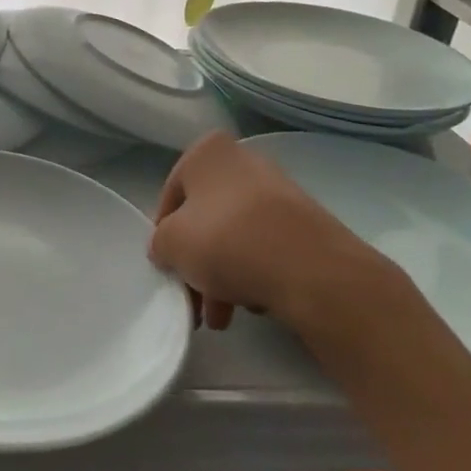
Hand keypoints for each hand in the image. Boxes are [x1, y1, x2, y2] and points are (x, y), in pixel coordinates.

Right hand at [150, 132, 401, 331]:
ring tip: (223, 318)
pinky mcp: (305, 221)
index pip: (171, 196)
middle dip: (197, 263)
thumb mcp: (170, 243)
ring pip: (235, 234)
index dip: (164, 236)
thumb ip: (160, 243)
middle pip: (205, 217)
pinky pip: (266, 246)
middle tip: (195, 303)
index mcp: (208, 151)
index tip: (168, 268)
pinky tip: (254, 302)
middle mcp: (244, 160)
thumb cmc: (226, 240)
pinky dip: (254, 271)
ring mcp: (278, 190)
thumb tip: (169, 249)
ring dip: (222, 275)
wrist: (310, 268)